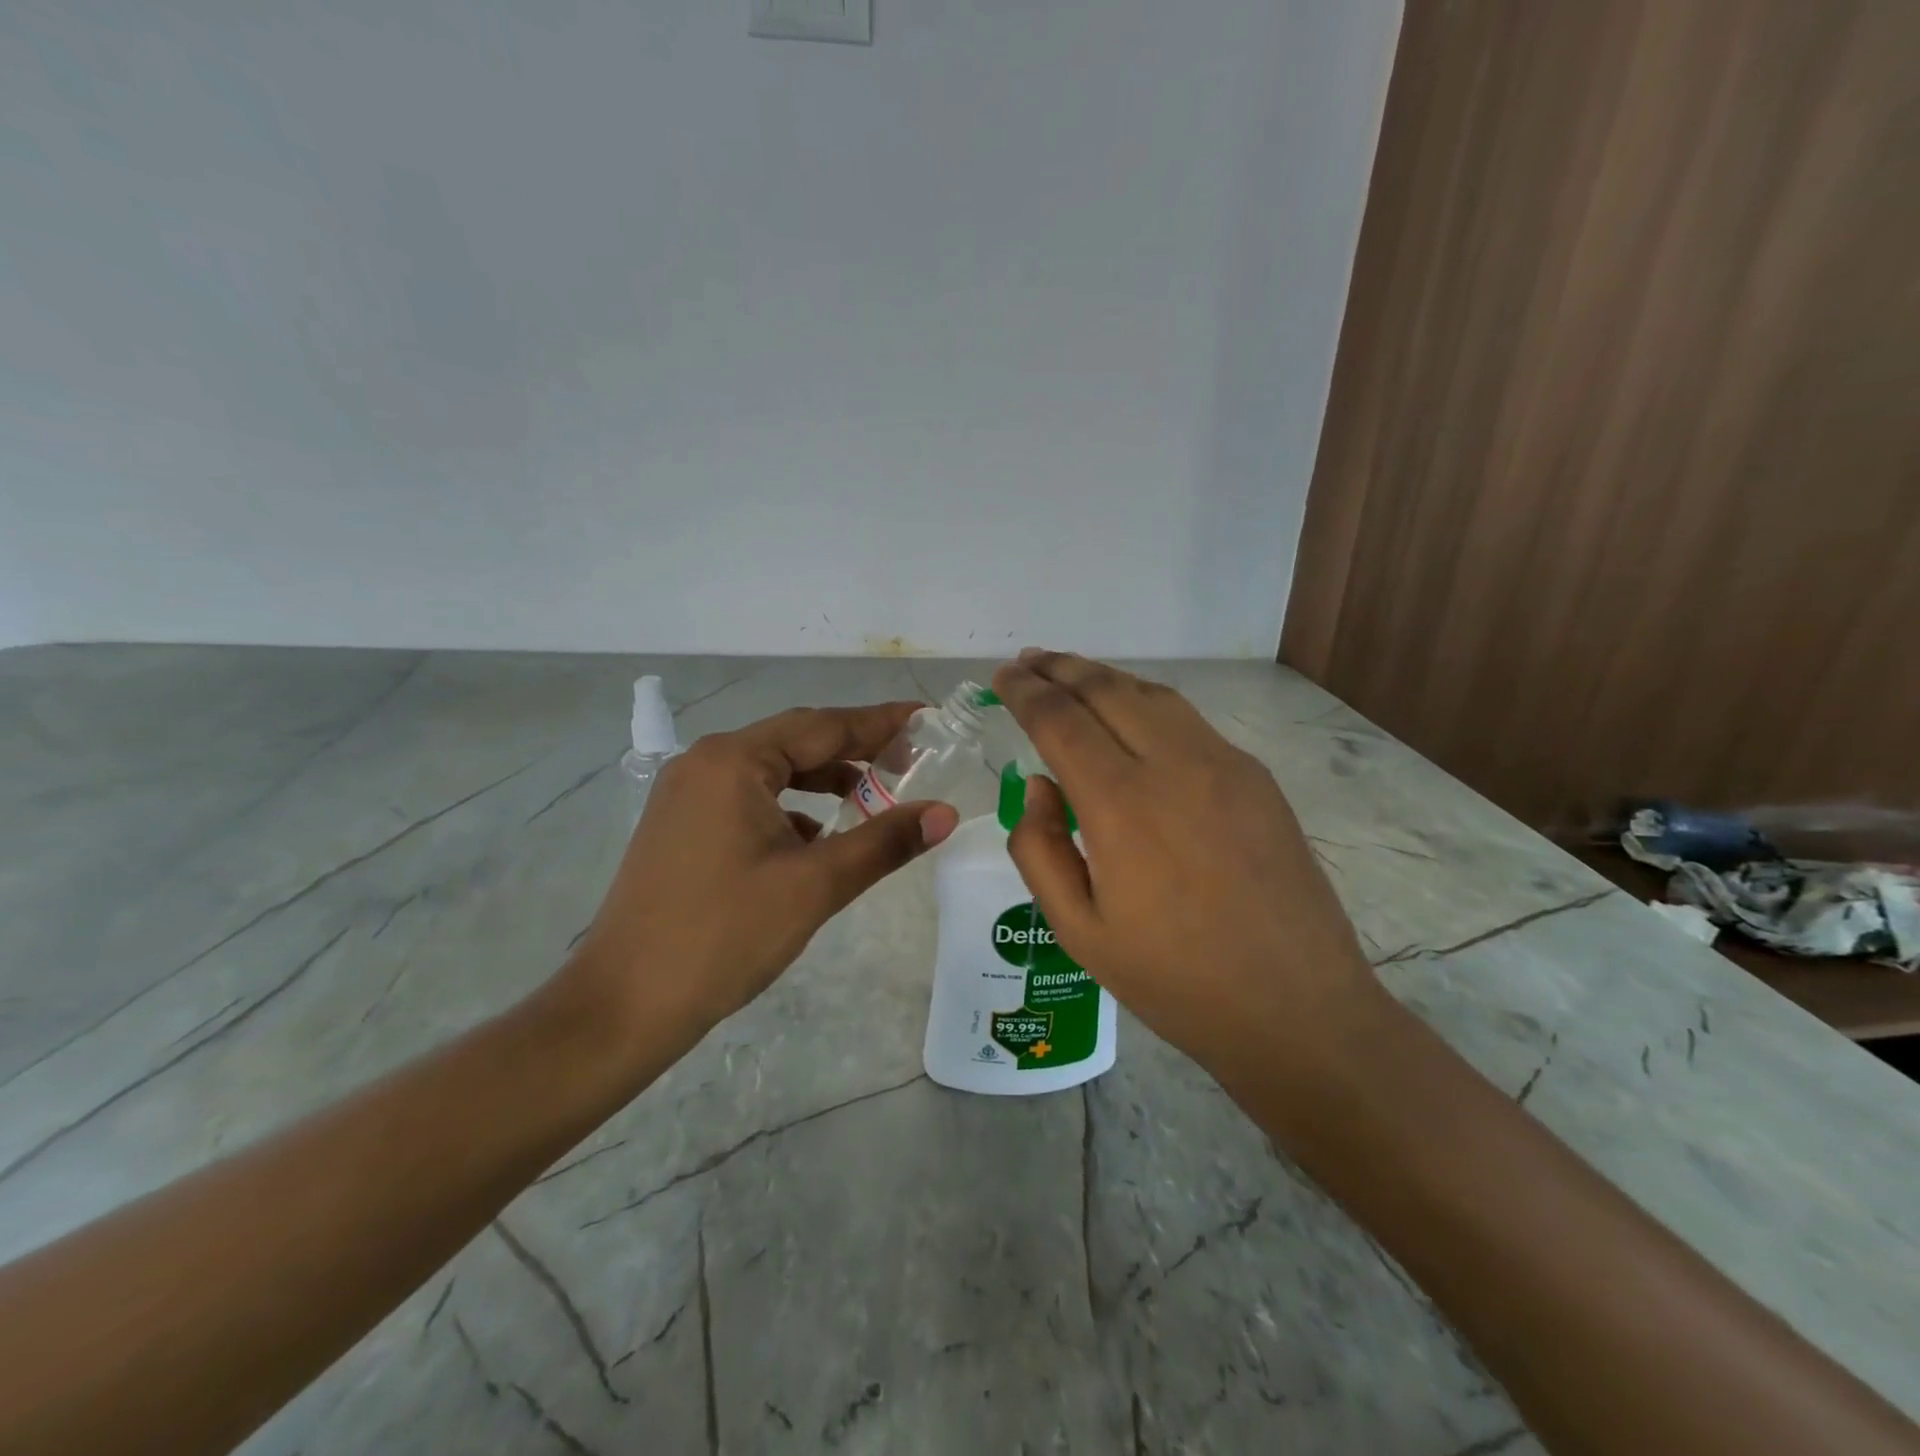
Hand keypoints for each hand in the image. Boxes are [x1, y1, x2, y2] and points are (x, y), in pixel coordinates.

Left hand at [562, 703, 959, 1053]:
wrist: (623, 1005)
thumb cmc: (724, 935)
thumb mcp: (815, 885)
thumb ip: (884, 841)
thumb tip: (945, 813)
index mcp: (734, 761)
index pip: (824, 725)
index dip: (880, 722)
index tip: (924, 716)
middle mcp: (705, 763)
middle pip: (796, 742)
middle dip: (854, 749)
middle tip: (910, 757)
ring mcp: (686, 795)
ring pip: (771, 771)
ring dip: (822, 780)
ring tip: (872, 797)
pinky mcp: (680, 826)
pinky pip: (748, 799)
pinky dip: (789, 808)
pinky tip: (815, 838)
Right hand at [989, 650, 1380, 1087]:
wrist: (1298, 1010)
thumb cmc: (1175, 981)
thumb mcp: (1079, 931)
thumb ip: (1040, 849)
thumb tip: (1039, 786)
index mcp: (1121, 804)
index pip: (1059, 720)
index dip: (1024, 692)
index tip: (1000, 677)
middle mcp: (1174, 765)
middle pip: (1106, 689)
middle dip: (1060, 668)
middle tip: (1027, 662)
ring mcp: (1225, 765)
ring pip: (1152, 695)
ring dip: (1104, 677)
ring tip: (1071, 674)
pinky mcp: (1256, 779)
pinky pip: (1188, 722)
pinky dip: (1146, 702)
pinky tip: (1132, 717)